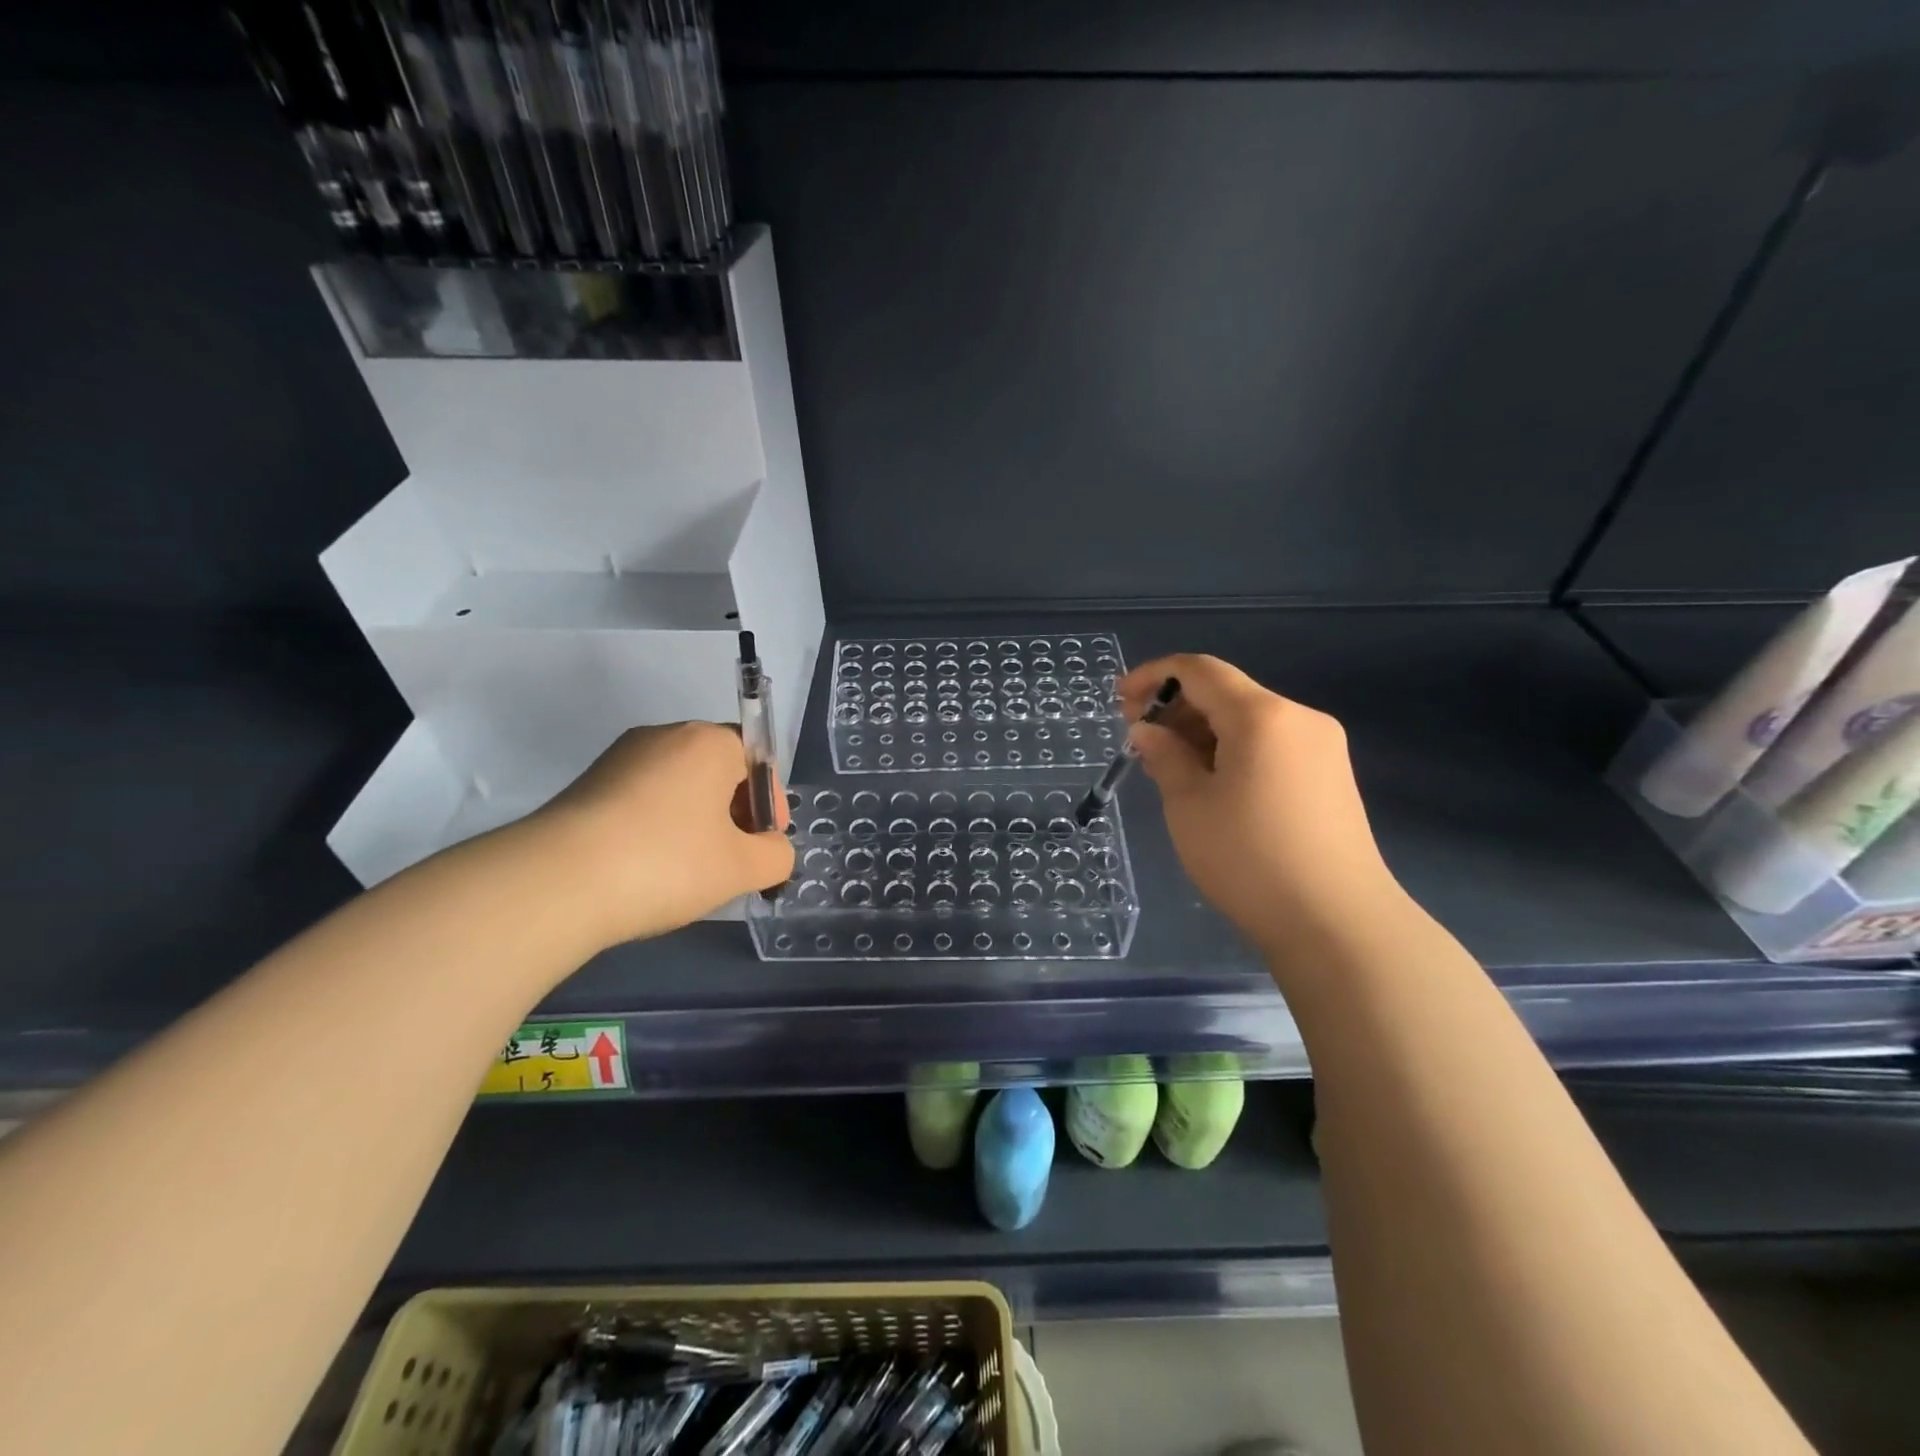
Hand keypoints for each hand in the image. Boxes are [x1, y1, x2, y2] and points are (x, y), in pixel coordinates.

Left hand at [527, 722, 794, 948]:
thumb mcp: (742, 868)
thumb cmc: (667, 863)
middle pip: (718, 770)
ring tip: (689, 872)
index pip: (757, 760)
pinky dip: (656, 827)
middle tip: (732, 861)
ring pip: (678, 786)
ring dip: (695, 822)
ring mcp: (620, 758)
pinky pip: (642, 799)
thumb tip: (771, 849)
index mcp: (709, 742)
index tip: (764, 844)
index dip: (770, 804)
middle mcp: (665, 736)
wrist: (555, 883)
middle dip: (733, 813)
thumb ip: (776, 855)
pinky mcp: (586, 785)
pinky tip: (648, 869)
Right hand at [1120, 655, 1404, 962]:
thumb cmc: (1249, 858)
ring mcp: (1321, 747)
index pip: (1200, 670)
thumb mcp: (1189, 805)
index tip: (1119, 701)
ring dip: (1203, 732)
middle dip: (1177, 708)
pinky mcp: (1330, 776)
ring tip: (1169, 769)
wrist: (1337, 923)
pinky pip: (1270, 745)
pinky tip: (1210, 785)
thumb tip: (1147, 730)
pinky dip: (1232, 751)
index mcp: (1262, 715)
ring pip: (1249, 721)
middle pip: (1227, 693)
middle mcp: (1298, 718)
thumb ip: (1164, 756)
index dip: (1154, 676)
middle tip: (1140, 742)